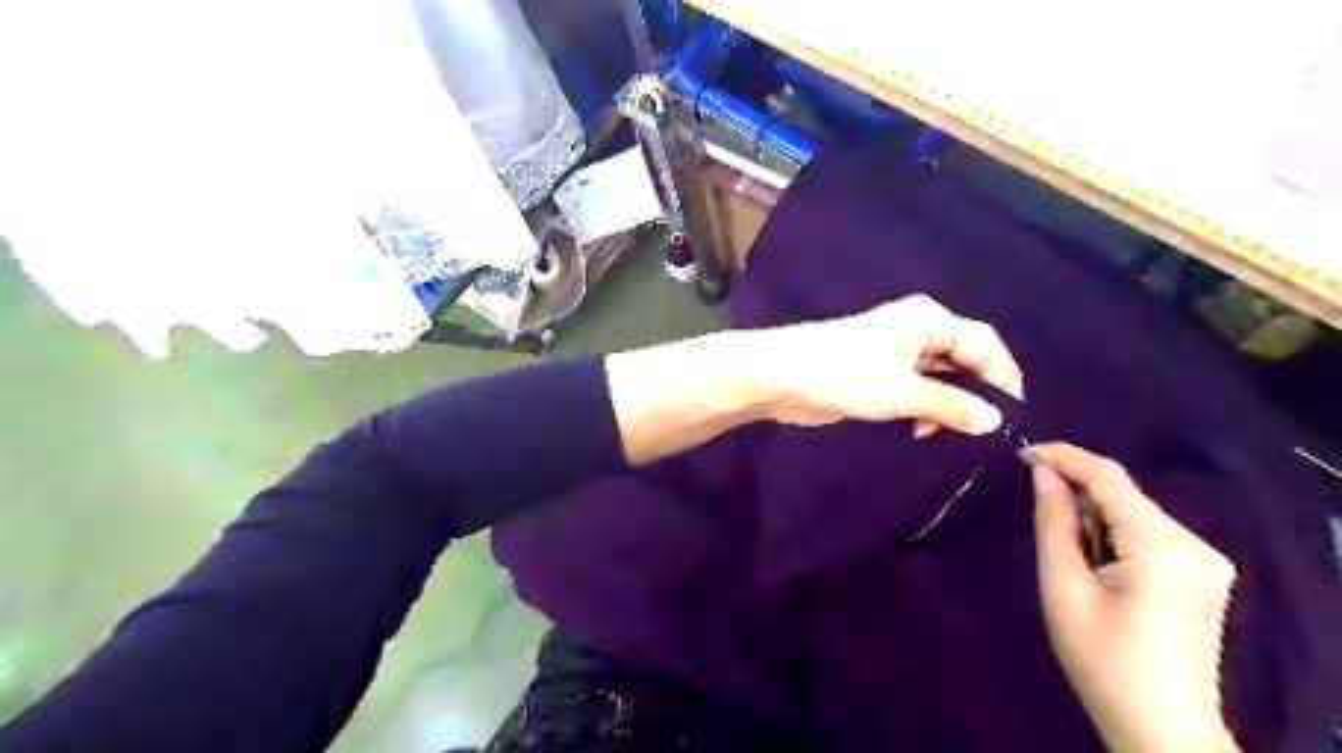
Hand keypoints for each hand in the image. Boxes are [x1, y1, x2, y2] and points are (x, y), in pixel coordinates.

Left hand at [603, 295, 1023, 465]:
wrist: (779, 377)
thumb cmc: (841, 374)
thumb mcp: (901, 392)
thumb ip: (950, 405)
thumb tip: (996, 421)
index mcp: (928, 320)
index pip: (984, 343)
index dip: (1004, 377)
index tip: (1014, 417)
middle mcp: (917, 331)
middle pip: (964, 360)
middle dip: (977, 393)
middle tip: (986, 432)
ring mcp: (896, 353)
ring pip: (940, 378)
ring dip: (949, 405)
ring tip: (951, 436)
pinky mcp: (878, 375)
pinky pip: (917, 390)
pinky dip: (926, 409)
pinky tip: (923, 431)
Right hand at [1031, 445, 1234, 750]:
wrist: (1160, 729)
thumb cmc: (1101, 659)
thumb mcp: (1063, 586)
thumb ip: (1054, 522)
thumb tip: (1043, 472)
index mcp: (1163, 546)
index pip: (1110, 477)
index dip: (1064, 457)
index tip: (1022, 453)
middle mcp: (1196, 544)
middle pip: (1125, 495)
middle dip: (1077, 490)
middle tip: (1033, 503)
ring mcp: (1206, 561)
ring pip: (1134, 514)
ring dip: (1093, 515)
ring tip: (1064, 547)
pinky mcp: (1203, 575)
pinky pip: (1148, 534)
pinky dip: (1113, 533)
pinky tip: (1094, 560)